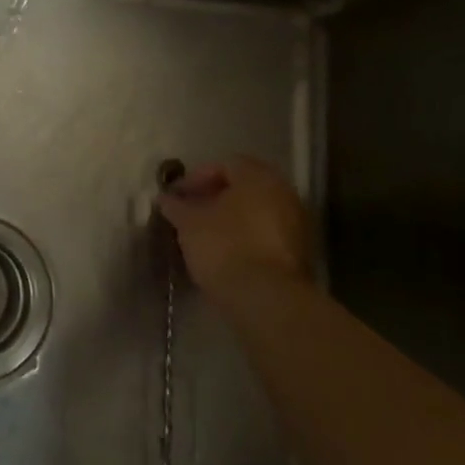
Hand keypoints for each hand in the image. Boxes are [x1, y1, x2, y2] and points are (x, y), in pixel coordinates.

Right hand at [158, 157, 309, 307]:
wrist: (266, 299)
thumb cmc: (224, 247)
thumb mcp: (189, 223)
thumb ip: (176, 206)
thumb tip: (165, 198)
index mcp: (258, 177)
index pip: (224, 165)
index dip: (196, 178)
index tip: (178, 197)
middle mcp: (283, 193)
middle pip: (244, 188)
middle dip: (215, 198)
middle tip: (191, 214)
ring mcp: (296, 224)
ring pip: (256, 212)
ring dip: (231, 219)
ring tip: (205, 236)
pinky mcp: (300, 254)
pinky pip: (267, 235)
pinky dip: (246, 238)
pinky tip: (226, 254)